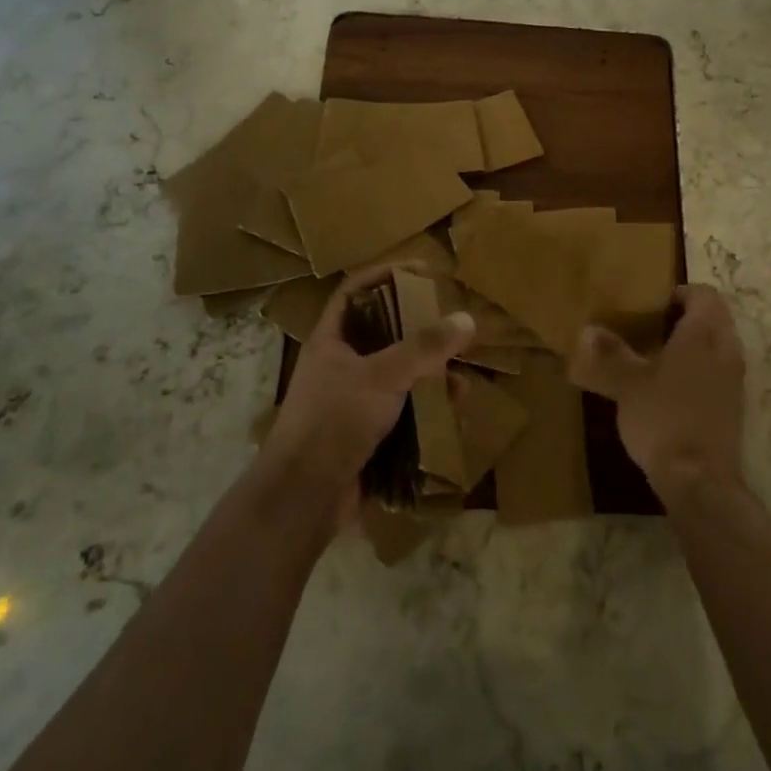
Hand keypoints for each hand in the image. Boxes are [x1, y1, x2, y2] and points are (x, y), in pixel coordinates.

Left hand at [260, 264, 474, 519]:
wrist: (303, 498)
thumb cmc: (335, 421)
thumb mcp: (383, 375)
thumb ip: (425, 347)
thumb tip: (467, 318)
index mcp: (332, 341)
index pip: (356, 292)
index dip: (386, 275)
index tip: (423, 272)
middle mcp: (340, 366)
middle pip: (384, 336)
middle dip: (421, 335)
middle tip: (453, 332)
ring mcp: (351, 403)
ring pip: (398, 378)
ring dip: (430, 379)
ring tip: (460, 386)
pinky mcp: (365, 436)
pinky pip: (401, 414)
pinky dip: (425, 413)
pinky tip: (450, 419)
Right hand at [568, 284, 744, 500]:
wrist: (699, 480)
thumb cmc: (663, 418)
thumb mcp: (627, 383)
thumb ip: (610, 354)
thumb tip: (587, 330)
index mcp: (703, 334)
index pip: (705, 295)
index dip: (682, 292)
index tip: (655, 303)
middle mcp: (725, 350)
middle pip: (716, 318)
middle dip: (689, 317)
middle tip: (654, 326)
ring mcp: (733, 380)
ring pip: (719, 346)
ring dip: (696, 344)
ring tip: (659, 356)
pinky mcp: (733, 407)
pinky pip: (719, 372)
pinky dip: (701, 370)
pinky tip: (672, 389)